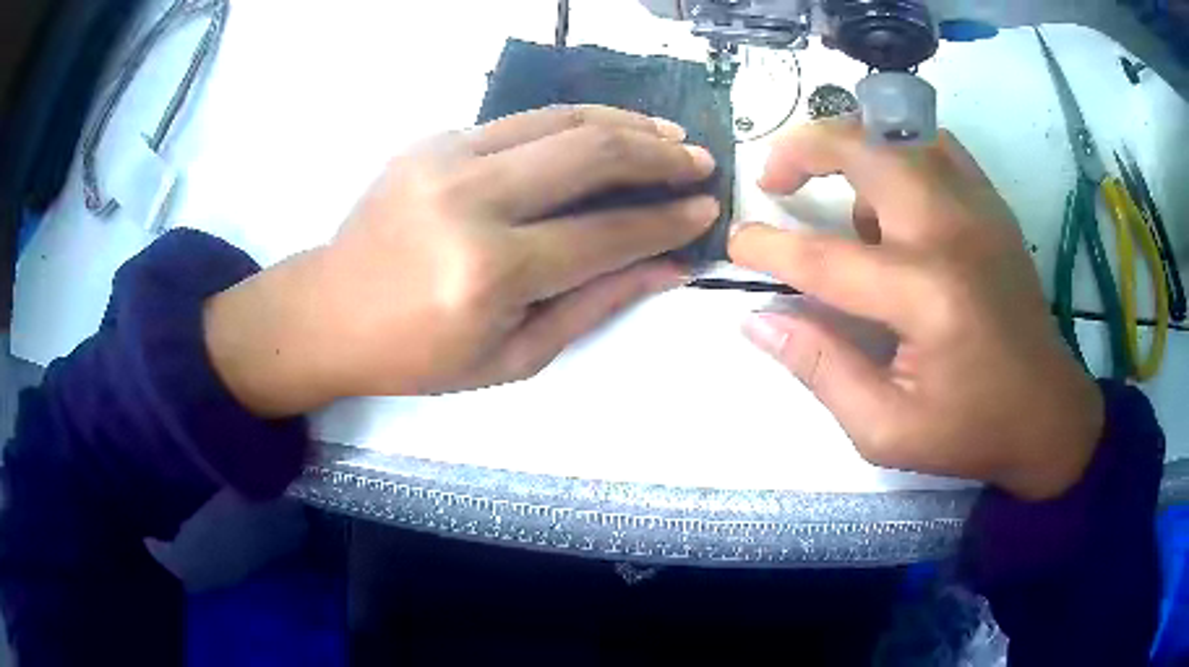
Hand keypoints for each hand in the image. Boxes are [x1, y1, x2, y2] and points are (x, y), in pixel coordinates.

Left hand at [205, 105, 717, 416]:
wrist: (330, 311)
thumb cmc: (418, 355)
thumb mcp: (513, 356)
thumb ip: (595, 303)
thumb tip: (668, 265)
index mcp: (491, 271)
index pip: (607, 233)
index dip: (667, 221)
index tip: (706, 211)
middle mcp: (472, 200)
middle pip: (590, 154)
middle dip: (659, 154)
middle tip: (699, 161)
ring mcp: (447, 157)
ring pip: (561, 120)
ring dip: (626, 124)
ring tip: (669, 134)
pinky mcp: (434, 140)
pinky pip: (523, 120)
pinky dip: (576, 122)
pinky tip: (606, 131)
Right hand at [730, 118, 1103, 499]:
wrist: (1048, 413)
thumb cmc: (971, 430)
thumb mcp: (887, 429)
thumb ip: (821, 370)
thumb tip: (759, 322)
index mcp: (926, 296)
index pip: (825, 257)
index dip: (768, 248)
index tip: (736, 246)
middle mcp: (951, 232)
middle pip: (864, 152)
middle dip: (804, 149)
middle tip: (775, 177)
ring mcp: (978, 208)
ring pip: (898, 135)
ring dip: (853, 147)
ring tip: (837, 191)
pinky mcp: (993, 205)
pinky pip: (936, 146)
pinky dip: (900, 151)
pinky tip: (893, 191)